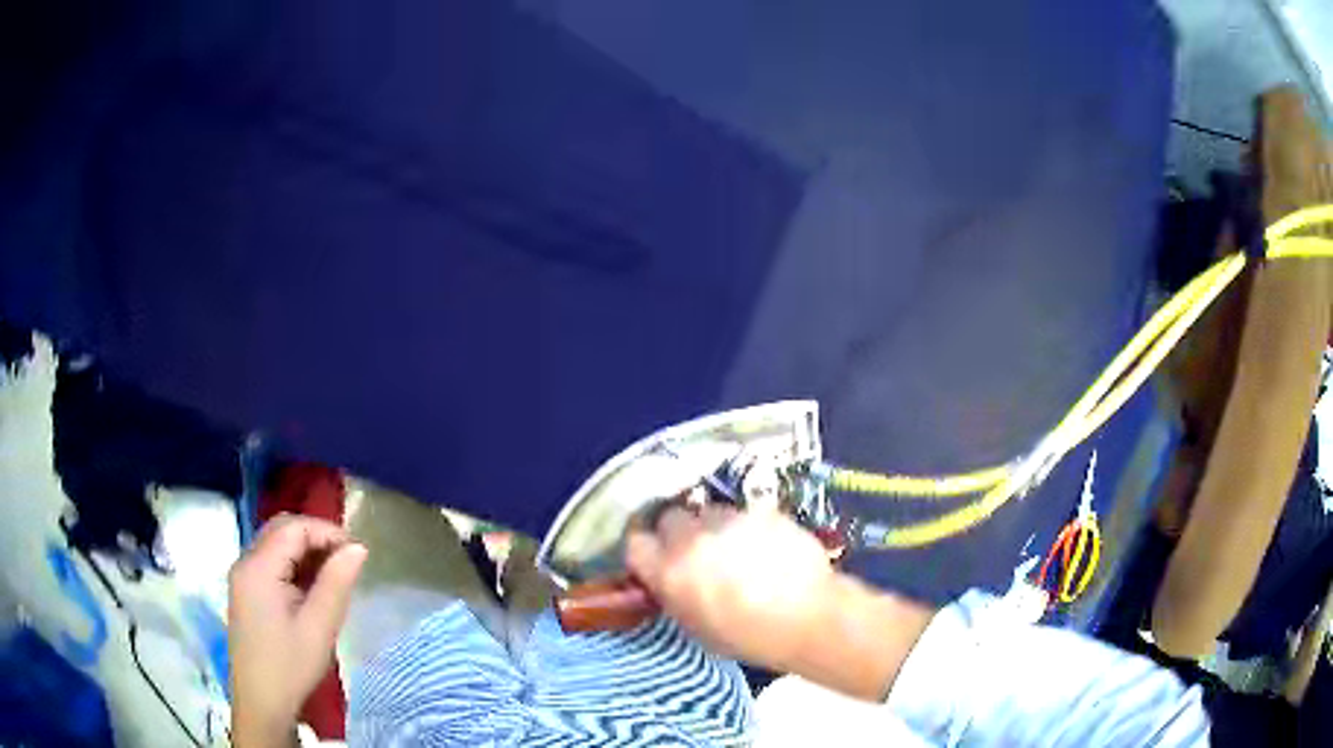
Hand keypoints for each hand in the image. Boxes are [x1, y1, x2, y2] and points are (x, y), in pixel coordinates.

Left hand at [228, 515, 366, 745]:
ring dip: (305, 551)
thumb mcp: (319, 627)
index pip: (293, 528)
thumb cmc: (290, 666)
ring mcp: (242, 577)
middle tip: (347, 561)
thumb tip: (358, 548)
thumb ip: (337, 583)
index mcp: (258, 567)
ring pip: (275, 545)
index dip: (327, 532)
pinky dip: (293, 566)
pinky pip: (270, 563)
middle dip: (316, 537)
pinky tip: (312, 590)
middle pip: (281, 530)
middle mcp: (245, 562)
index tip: (357, 553)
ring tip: (334, 576)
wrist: (261, 703)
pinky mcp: (245, 592)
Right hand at [625, 504, 835, 671]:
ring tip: (735, 549)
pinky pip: (742, 513)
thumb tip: (666, 576)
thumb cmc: (749, 637)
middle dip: (679, 533)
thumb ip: (672, 593)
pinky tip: (763, 547)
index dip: (648, 551)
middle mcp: (692, 540)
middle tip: (697, 552)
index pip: (636, 544)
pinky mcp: (760, 511)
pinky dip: (746, 526)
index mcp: (669, 573)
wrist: (809, 619)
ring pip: (707, 511)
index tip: (657, 558)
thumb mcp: (695, 626)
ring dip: (713, 527)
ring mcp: (728, 521)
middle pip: (669, 518)